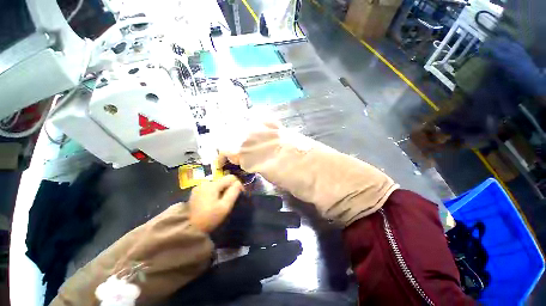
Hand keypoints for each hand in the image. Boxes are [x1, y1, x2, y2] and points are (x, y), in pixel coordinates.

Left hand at [188, 175, 243, 232]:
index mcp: (213, 185)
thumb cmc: (209, 218)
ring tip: (223, 201)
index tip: (240, 193)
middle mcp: (205, 182)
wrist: (190, 229)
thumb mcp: (225, 206)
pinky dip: (215, 192)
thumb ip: (233, 192)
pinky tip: (214, 202)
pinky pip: (210, 188)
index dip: (238, 184)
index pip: (231, 177)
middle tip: (231, 200)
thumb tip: (238, 183)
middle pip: (224, 180)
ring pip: (217, 184)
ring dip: (222, 190)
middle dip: (230, 188)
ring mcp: (199, 186)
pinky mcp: (195, 192)